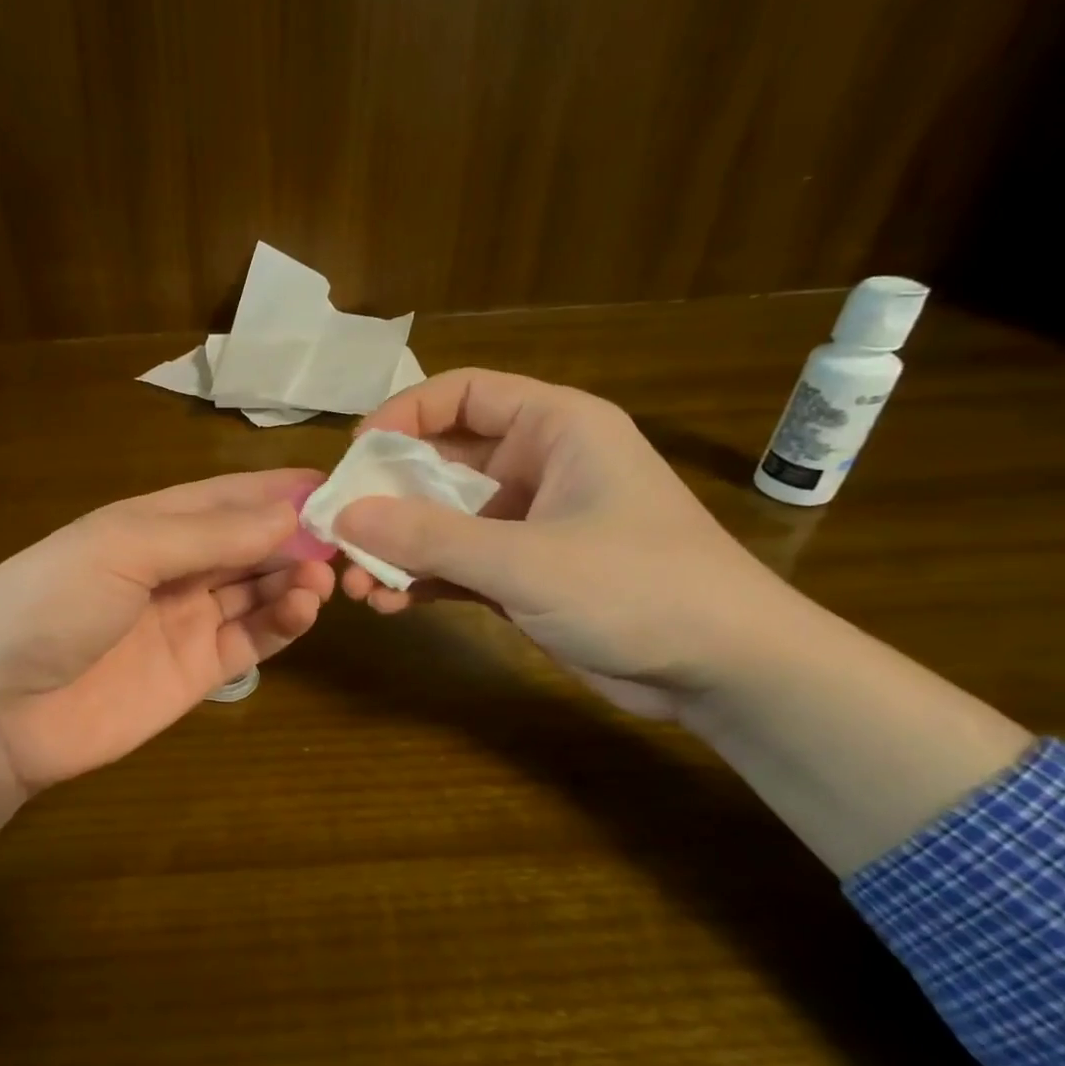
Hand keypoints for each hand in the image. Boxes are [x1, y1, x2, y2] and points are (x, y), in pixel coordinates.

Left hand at [0, 469, 336, 793]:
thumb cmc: (49, 605)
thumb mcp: (122, 549)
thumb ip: (207, 533)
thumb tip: (288, 512)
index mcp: (148, 524)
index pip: (225, 497)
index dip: (276, 490)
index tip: (335, 484)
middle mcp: (173, 568)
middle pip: (249, 543)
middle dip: (296, 535)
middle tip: (348, 536)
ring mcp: (186, 621)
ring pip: (257, 589)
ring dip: (293, 577)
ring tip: (323, 576)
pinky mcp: (198, 672)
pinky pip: (252, 640)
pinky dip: (283, 622)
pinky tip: (303, 608)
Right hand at [331, 368, 1029, 871]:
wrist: (724, 672)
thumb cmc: (637, 589)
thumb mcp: (524, 560)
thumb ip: (429, 537)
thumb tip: (343, 517)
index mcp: (553, 428)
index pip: (461, 394)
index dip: (401, 417)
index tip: (354, 460)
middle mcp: (536, 466)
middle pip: (439, 462)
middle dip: (386, 500)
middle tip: (340, 536)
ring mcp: (528, 523)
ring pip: (441, 520)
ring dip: (397, 549)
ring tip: (358, 584)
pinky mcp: (523, 572)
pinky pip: (456, 562)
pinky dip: (421, 580)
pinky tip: (390, 604)